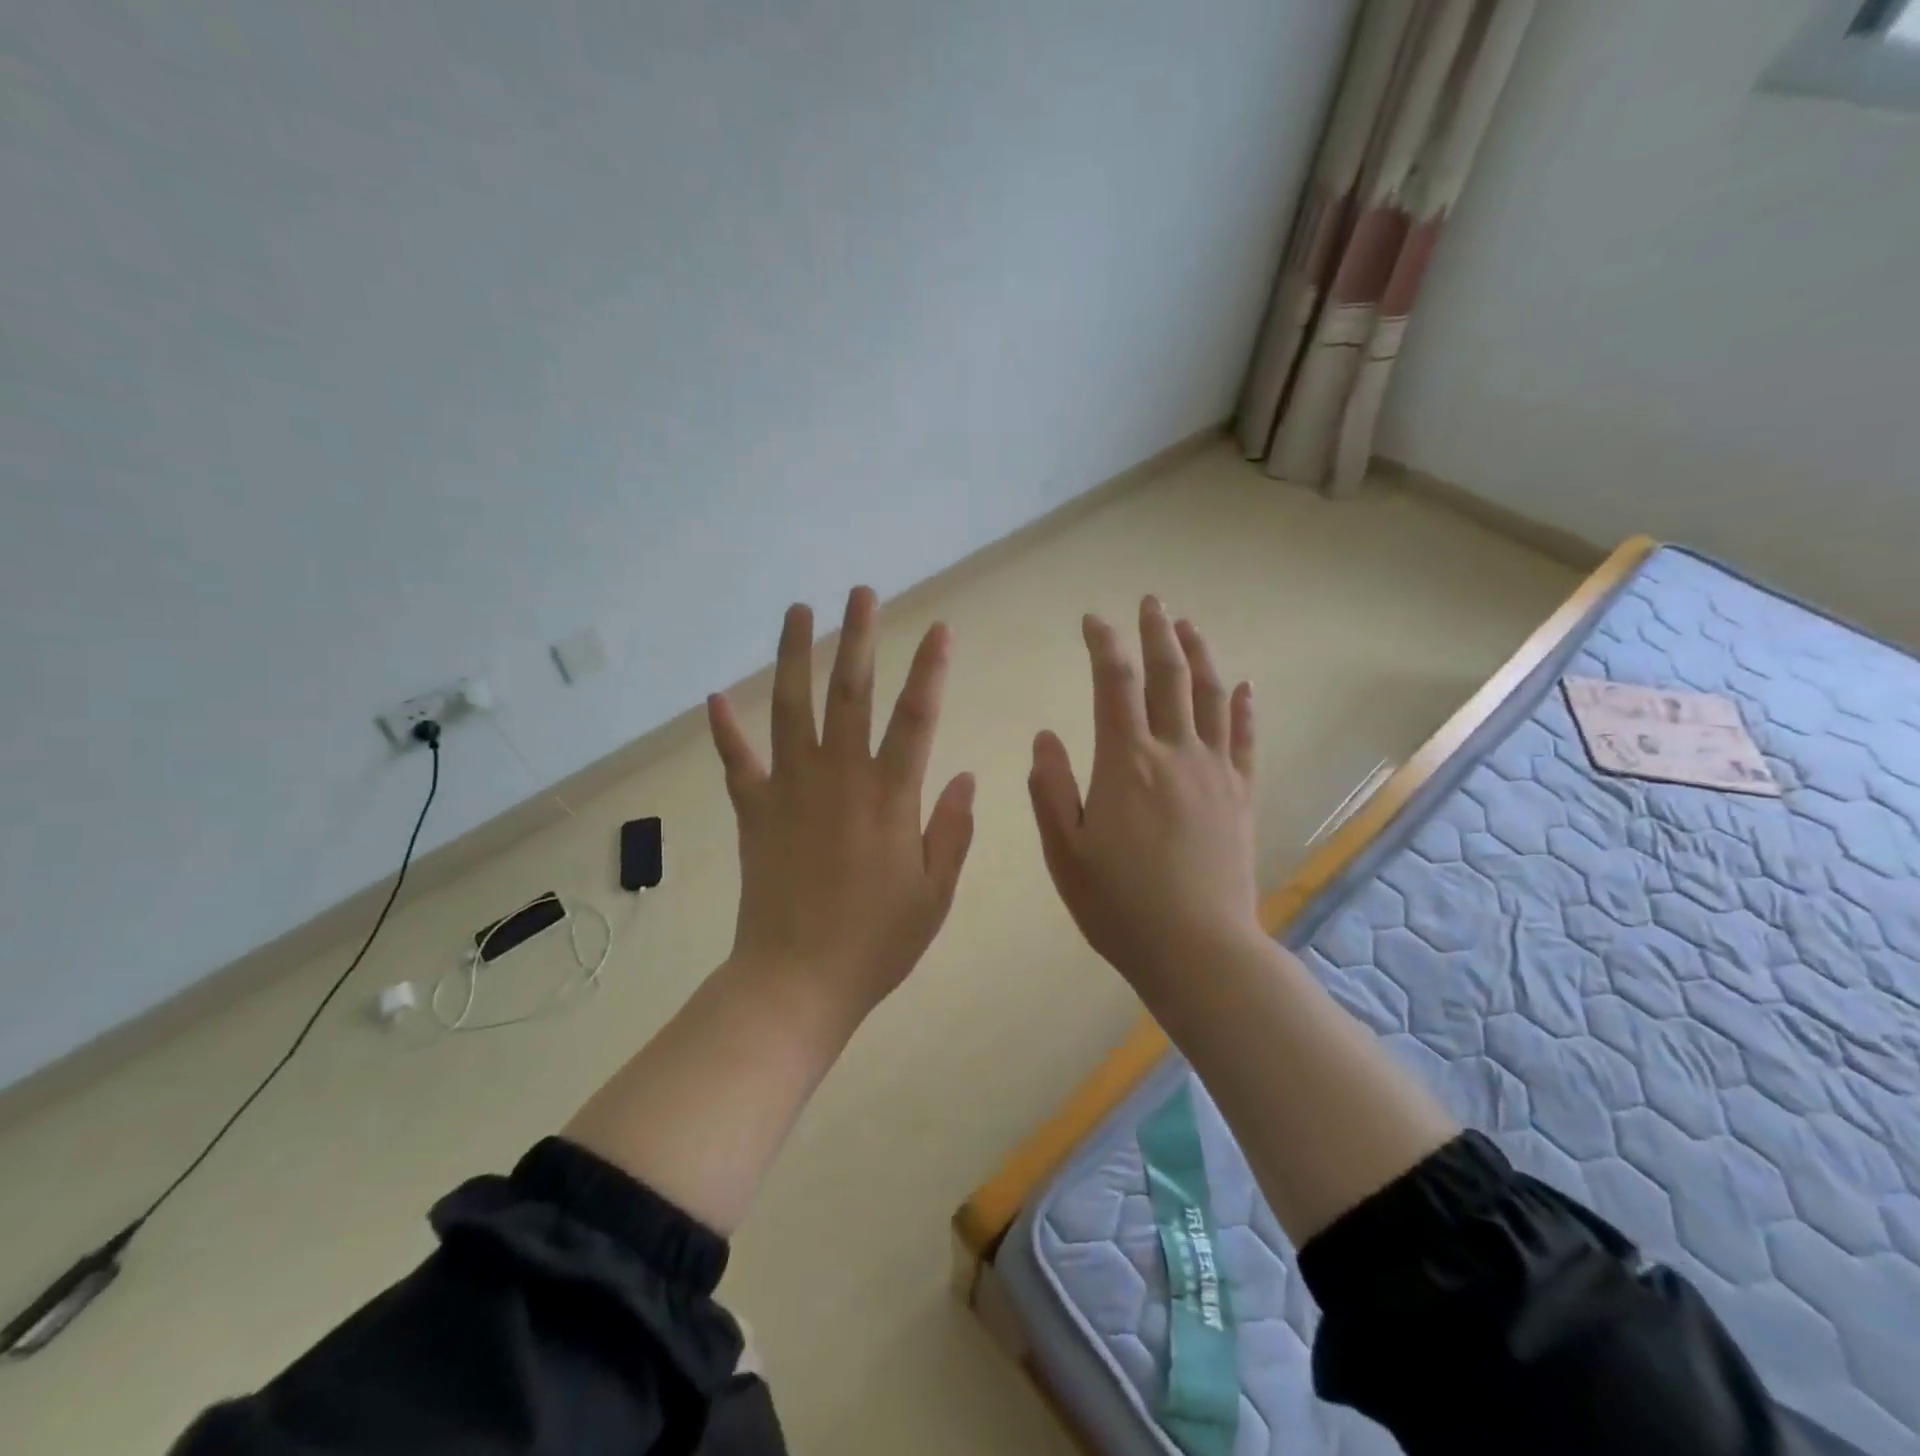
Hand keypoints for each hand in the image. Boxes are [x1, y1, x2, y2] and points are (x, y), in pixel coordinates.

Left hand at [706, 586, 976, 1024]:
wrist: (796, 980)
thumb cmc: (876, 942)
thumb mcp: (935, 894)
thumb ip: (952, 830)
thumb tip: (967, 777)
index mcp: (889, 796)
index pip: (916, 717)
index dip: (930, 669)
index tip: (939, 629)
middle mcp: (838, 778)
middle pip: (849, 692)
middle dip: (859, 638)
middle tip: (861, 593)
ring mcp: (789, 789)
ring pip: (791, 707)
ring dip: (795, 655)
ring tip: (799, 611)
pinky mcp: (753, 811)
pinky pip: (736, 761)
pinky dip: (725, 730)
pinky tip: (716, 696)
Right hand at [1028, 597, 1258, 994]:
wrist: (1198, 948)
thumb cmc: (1119, 904)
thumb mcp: (1065, 852)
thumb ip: (1051, 789)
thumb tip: (1045, 736)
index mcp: (1126, 763)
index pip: (1113, 684)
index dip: (1103, 645)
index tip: (1093, 620)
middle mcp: (1175, 753)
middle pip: (1168, 676)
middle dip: (1156, 633)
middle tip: (1150, 602)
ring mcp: (1215, 772)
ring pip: (1210, 697)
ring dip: (1199, 655)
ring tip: (1188, 626)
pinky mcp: (1241, 796)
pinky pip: (1245, 739)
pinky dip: (1244, 707)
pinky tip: (1244, 686)